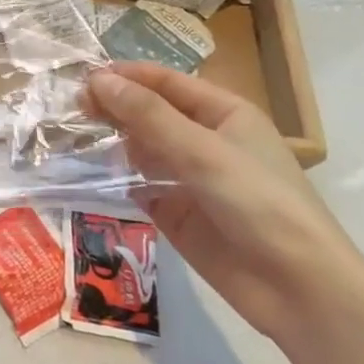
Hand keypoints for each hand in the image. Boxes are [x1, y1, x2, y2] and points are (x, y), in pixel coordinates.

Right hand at [84, 64, 363, 349]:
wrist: (295, 287)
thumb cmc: (259, 203)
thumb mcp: (202, 151)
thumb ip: (148, 115)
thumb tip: (97, 80)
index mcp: (224, 114)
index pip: (167, 83)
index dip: (127, 77)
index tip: (82, 77)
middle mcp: (204, 140)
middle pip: (150, 113)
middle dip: (114, 107)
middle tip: (70, 107)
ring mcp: (187, 177)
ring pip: (139, 149)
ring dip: (109, 140)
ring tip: (68, 134)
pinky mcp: (173, 211)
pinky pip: (136, 186)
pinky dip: (113, 178)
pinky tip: (84, 172)